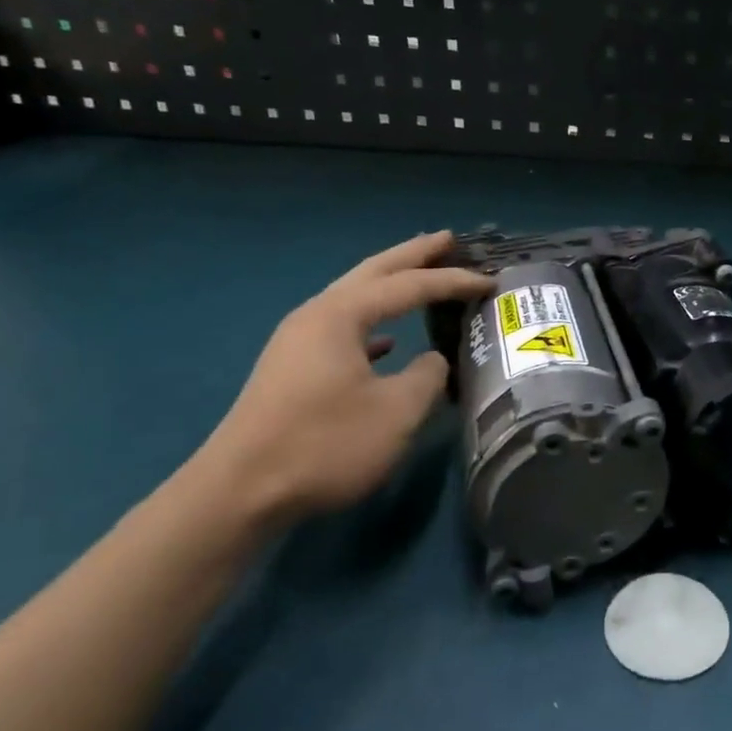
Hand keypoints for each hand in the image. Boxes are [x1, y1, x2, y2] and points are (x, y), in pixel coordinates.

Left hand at [190, 232, 492, 524]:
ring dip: (392, 285)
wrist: (241, 491)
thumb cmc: (324, 444)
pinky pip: (345, 329)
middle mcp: (317, 316)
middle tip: (450, 239)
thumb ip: (427, 377)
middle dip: (413, 255)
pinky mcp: (294, 369)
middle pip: (373, 272)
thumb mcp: (396, 412)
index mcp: (341, 315)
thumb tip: (432, 362)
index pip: (409, 286)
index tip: (491, 281)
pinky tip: (388, 340)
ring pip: (356, 299)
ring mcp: (300, 342)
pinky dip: (374, 323)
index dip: (453, 281)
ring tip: (424, 275)